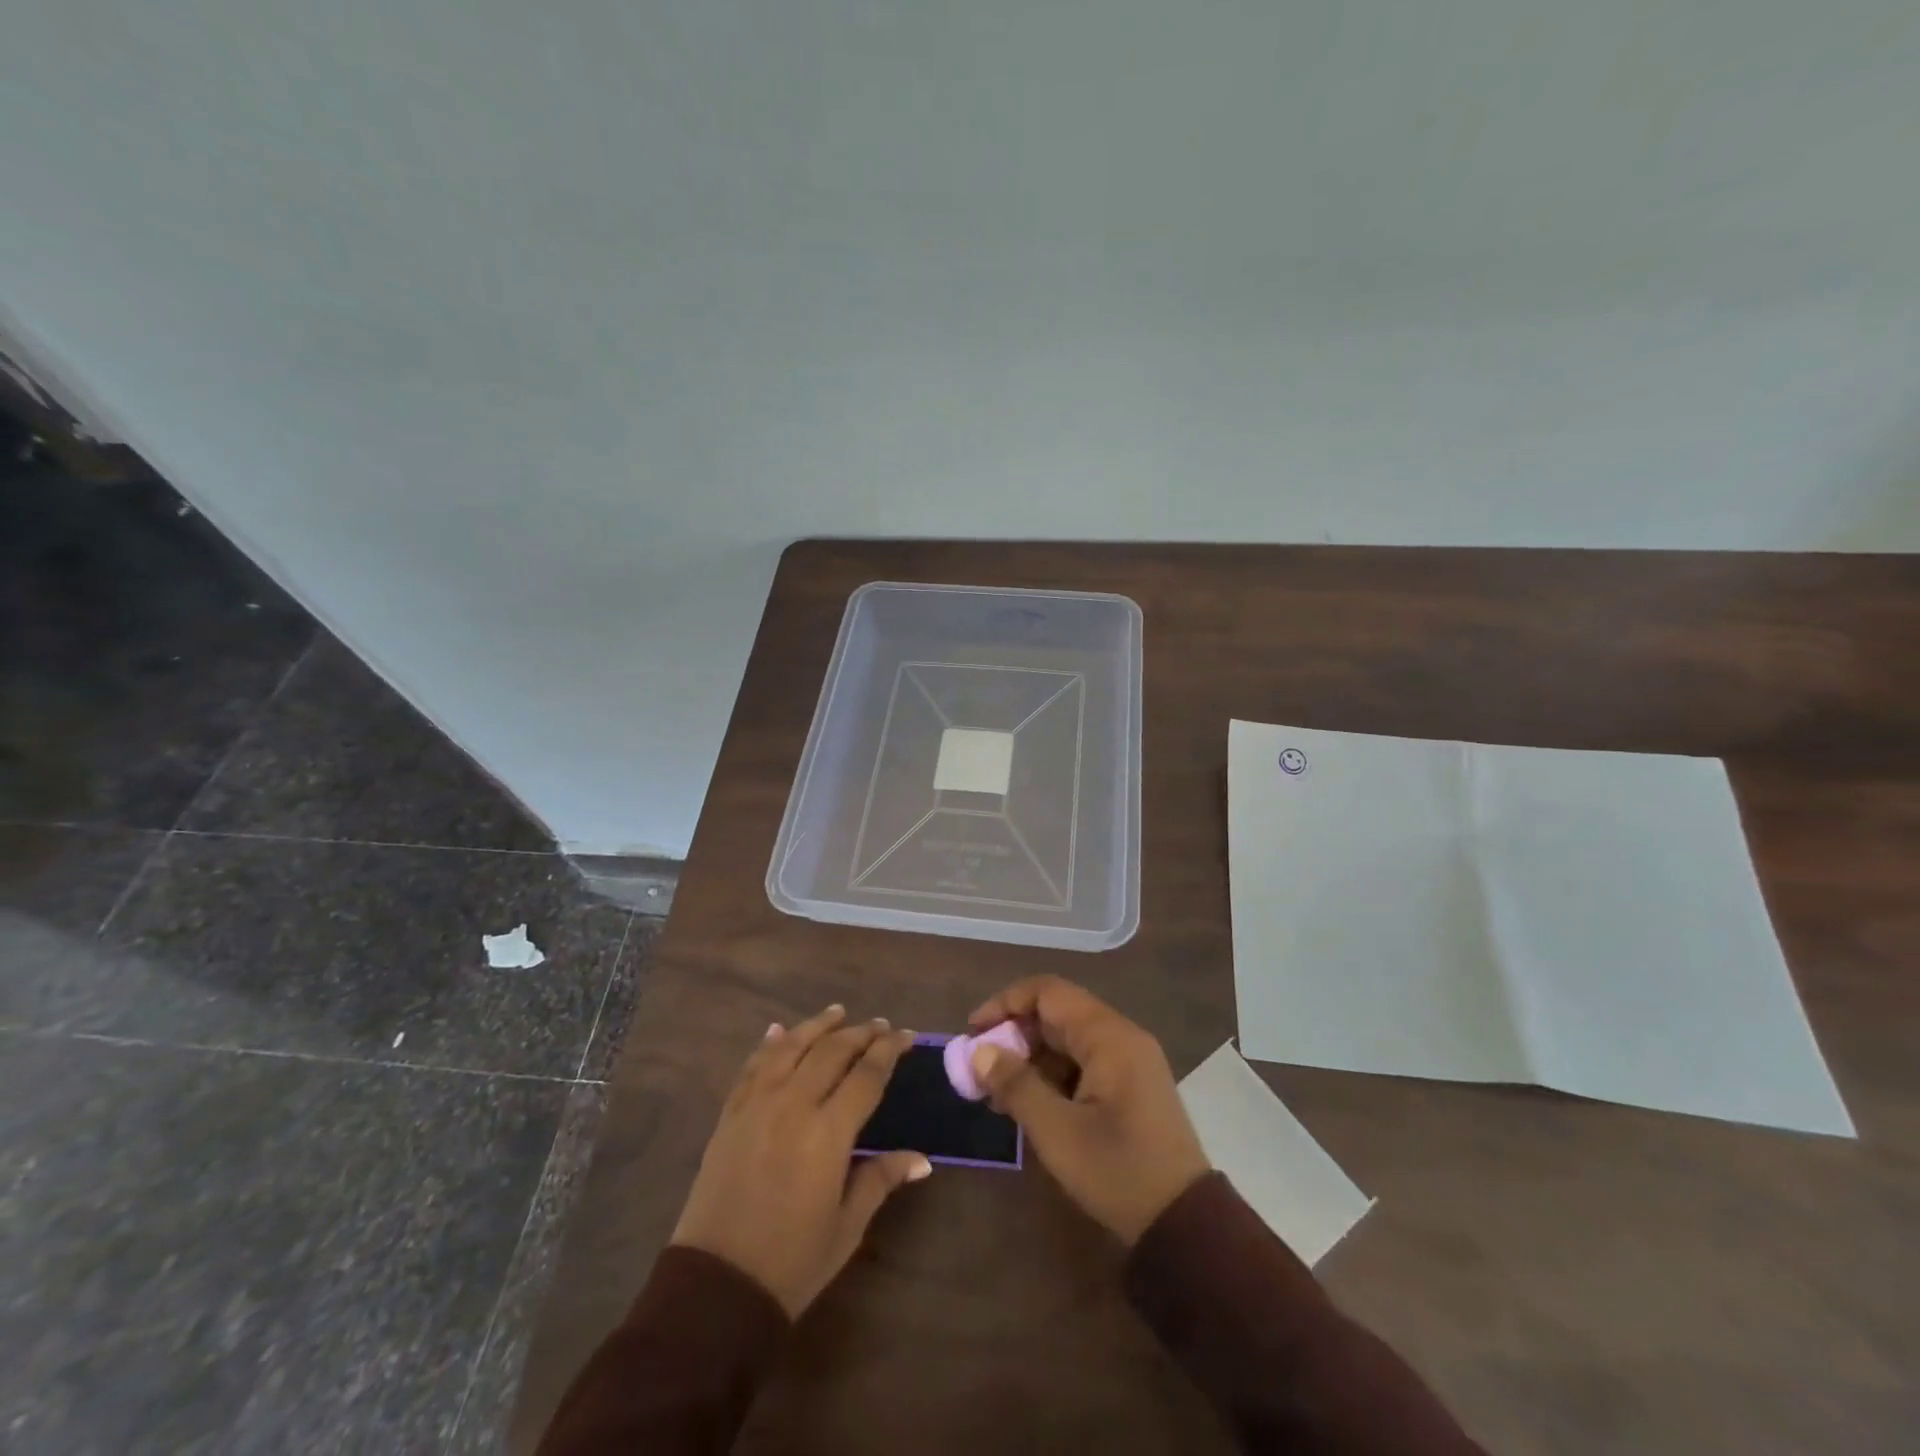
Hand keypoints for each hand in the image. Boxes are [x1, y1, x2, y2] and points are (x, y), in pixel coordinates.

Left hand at [671, 1006, 929, 1316]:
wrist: (715, 1288)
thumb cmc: (791, 1263)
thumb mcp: (846, 1227)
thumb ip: (880, 1180)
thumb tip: (922, 1160)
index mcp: (828, 1133)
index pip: (866, 1075)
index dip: (889, 1050)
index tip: (906, 1035)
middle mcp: (793, 1105)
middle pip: (832, 1051)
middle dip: (860, 1033)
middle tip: (880, 1025)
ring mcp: (757, 1105)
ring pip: (791, 1047)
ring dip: (817, 1026)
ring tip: (838, 1012)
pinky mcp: (730, 1115)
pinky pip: (753, 1066)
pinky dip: (769, 1044)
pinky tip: (779, 1030)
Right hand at [967, 977, 1209, 1244]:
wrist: (1183, 1225)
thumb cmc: (1118, 1171)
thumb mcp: (1058, 1132)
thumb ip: (1016, 1085)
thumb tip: (979, 1052)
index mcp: (1109, 1036)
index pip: (1048, 992)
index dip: (1006, 1003)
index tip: (973, 1032)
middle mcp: (1121, 1037)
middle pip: (1057, 1013)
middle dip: (1014, 1034)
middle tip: (980, 1068)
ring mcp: (1128, 1061)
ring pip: (1067, 1040)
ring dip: (1030, 1058)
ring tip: (996, 1092)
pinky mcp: (1128, 1086)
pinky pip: (1081, 1063)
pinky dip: (1050, 1075)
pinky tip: (1027, 1103)